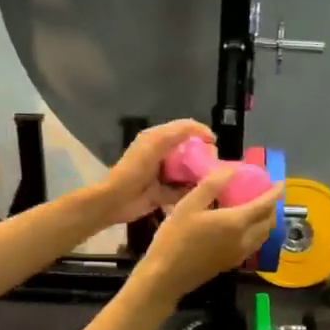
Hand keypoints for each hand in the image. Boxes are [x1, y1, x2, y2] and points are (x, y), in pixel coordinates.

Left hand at [95, 120, 213, 223]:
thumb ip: (178, 133)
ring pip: (189, 171)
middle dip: (203, 155)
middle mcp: (162, 154)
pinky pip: (183, 190)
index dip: (200, 133)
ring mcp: (164, 175)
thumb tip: (205, 133)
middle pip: (190, 151)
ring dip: (200, 174)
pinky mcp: (164, 193)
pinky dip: (191, 192)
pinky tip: (202, 193)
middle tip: (214, 164)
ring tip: (213, 179)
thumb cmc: (133, 170)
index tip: (214, 143)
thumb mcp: (155, 145)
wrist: (115, 201)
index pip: (185, 129)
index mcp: (158, 139)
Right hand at [139, 166, 280, 298]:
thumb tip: (232, 169)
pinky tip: (246, 229)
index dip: (275, 193)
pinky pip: (254, 246)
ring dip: (267, 222)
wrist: (166, 277)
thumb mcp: (188, 205)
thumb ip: (211, 185)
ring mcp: (239, 254)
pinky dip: (258, 234)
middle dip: (273, 207)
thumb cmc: (175, 238)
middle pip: (268, 222)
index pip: (264, 205)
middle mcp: (244, 239)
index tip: (280, 182)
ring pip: (263, 236)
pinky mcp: (231, 263)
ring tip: (260, 210)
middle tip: (268, 195)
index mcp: (235, 222)